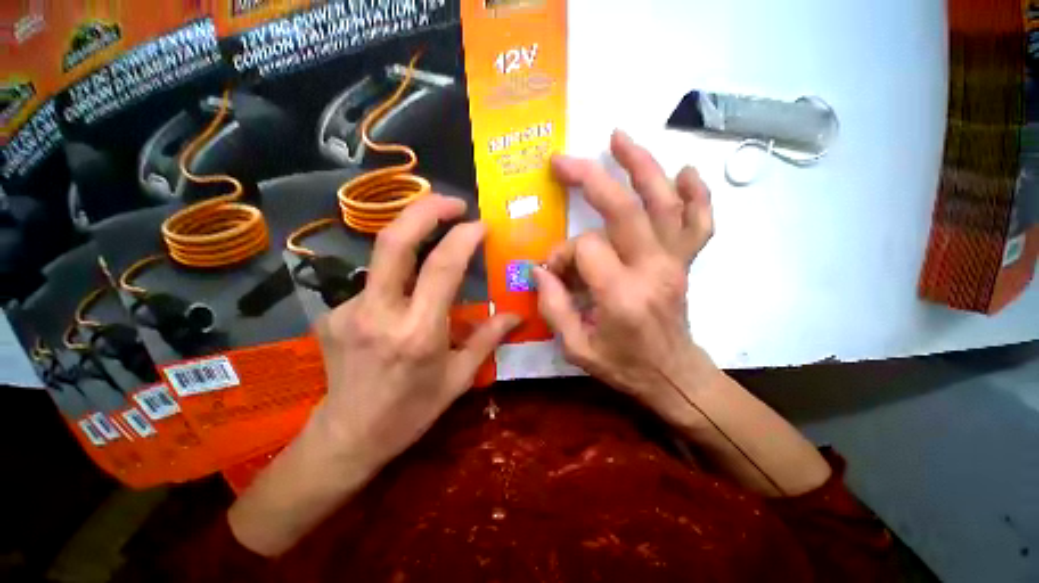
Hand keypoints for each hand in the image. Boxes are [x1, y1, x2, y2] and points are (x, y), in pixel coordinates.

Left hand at [312, 194, 520, 468]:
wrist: (348, 435)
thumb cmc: (411, 411)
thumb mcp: (458, 378)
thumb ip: (488, 339)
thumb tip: (515, 315)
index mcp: (418, 332)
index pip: (442, 267)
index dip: (464, 237)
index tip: (480, 225)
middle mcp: (379, 313)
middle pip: (395, 241)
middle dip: (426, 209)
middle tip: (453, 202)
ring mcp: (348, 309)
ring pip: (383, 257)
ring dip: (413, 240)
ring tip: (435, 239)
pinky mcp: (332, 312)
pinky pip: (374, 282)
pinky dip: (397, 277)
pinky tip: (404, 294)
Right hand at [534, 130, 719, 429]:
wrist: (674, 377)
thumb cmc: (624, 367)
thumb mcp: (576, 349)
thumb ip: (554, 308)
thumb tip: (540, 271)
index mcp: (621, 295)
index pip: (585, 249)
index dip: (562, 254)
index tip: (554, 270)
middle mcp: (653, 270)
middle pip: (624, 209)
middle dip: (590, 179)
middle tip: (563, 162)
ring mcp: (675, 262)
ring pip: (664, 203)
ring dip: (643, 166)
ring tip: (619, 138)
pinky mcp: (685, 262)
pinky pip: (699, 222)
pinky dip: (696, 194)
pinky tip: (686, 172)